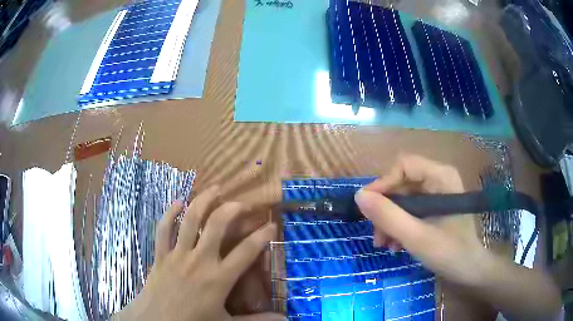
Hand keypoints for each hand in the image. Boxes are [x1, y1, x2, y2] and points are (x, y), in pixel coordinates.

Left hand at [114, 186, 283, 320]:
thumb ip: (257, 320)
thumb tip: (285, 319)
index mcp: (219, 278)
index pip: (246, 251)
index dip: (261, 236)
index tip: (272, 225)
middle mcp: (199, 260)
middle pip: (216, 224)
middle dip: (232, 208)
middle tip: (242, 203)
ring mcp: (178, 254)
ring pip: (190, 219)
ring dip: (203, 200)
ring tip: (215, 189)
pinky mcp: (161, 254)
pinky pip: (163, 229)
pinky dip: (169, 213)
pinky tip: (177, 202)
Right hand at [355, 155, 489, 285]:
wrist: (469, 270)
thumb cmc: (450, 252)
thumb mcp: (416, 237)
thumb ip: (388, 216)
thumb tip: (359, 195)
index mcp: (441, 176)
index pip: (404, 166)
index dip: (383, 183)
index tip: (367, 208)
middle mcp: (438, 179)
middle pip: (401, 183)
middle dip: (385, 209)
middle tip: (376, 235)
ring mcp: (436, 194)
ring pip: (402, 199)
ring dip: (389, 221)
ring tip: (384, 245)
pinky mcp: (433, 208)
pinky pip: (409, 210)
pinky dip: (398, 225)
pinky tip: (395, 244)